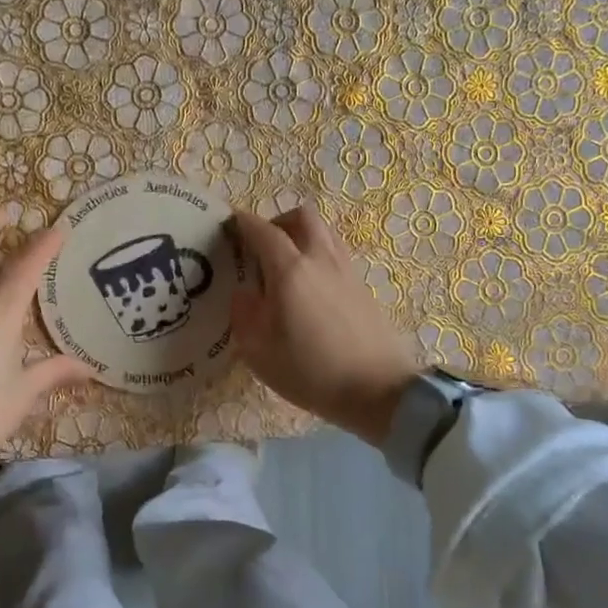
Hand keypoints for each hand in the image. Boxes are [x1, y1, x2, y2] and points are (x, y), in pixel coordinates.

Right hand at [229, 204, 423, 447]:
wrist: (377, 390)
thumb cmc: (310, 371)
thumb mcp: (258, 351)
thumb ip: (243, 314)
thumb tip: (243, 293)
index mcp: (290, 270)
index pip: (263, 231)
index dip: (243, 223)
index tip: (230, 225)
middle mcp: (320, 260)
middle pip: (302, 217)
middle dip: (278, 222)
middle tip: (261, 245)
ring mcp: (346, 271)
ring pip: (324, 232)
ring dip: (301, 236)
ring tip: (285, 265)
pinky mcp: (363, 287)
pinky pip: (336, 254)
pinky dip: (318, 255)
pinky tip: (309, 287)